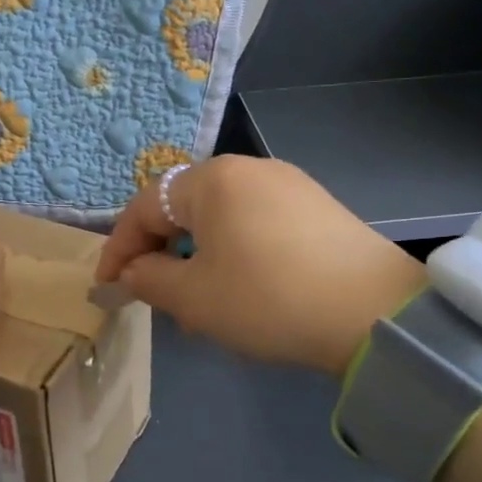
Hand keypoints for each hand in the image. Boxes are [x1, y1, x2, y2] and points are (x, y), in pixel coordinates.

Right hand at [95, 156, 425, 374]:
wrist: (374, 313)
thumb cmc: (267, 300)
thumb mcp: (194, 299)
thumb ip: (149, 279)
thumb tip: (132, 272)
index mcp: (212, 180)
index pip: (145, 207)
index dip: (118, 248)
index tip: (106, 288)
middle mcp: (250, 168)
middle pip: (184, 207)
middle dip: (160, 251)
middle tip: (151, 295)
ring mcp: (289, 184)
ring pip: (221, 217)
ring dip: (196, 254)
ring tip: (196, 299)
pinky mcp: (317, 206)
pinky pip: (255, 223)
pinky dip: (233, 251)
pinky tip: (242, 287)